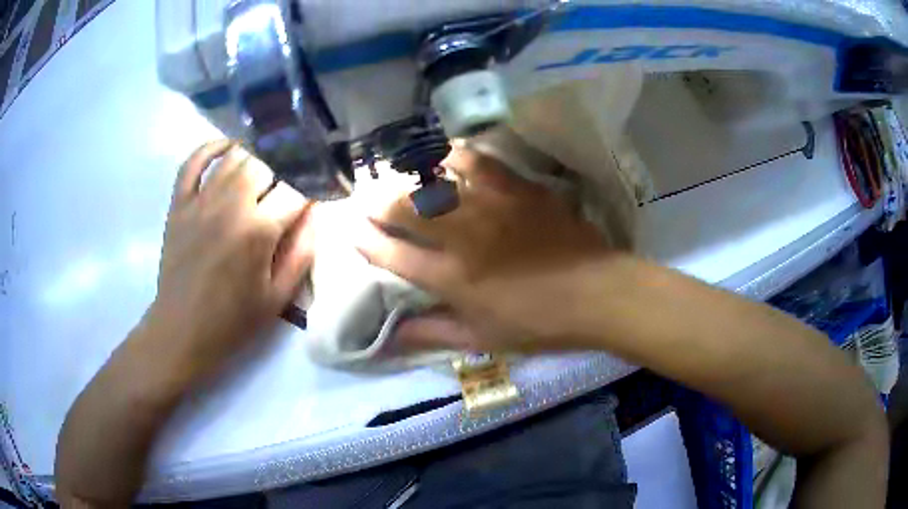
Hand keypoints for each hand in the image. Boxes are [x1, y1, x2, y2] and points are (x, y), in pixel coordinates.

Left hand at [148, 140, 314, 375]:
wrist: (182, 330)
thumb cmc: (233, 320)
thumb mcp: (278, 297)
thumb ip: (302, 252)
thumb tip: (315, 213)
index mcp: (258, 230)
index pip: (296, 189)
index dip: (312, 187)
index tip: (318, 192)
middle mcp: (230, 204)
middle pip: (266, 162)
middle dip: (284, 169)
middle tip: (288, 185)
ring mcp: (200, 200)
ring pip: (234, 156)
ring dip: (255, 157)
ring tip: (266, 167)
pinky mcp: (179, 203)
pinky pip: (193, 162)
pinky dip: (210, 148)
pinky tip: (227, 148)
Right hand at [356, 146, 614, 351]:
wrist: (597, 294)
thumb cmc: (539, 323)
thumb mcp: (482, 338)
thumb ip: (431, 333)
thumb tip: (388, 339)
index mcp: (451, 279)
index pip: (392, 255)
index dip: (365, 241)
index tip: (351, 230)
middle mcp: (462, 237)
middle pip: (403, 209)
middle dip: (376, 202)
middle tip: (368, 199)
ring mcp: (490, 206)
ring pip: (433, 180)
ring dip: (407, 176)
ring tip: (398, 175)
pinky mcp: (516, 188)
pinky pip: (477, 160)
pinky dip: (453, 155)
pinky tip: (444, 156)